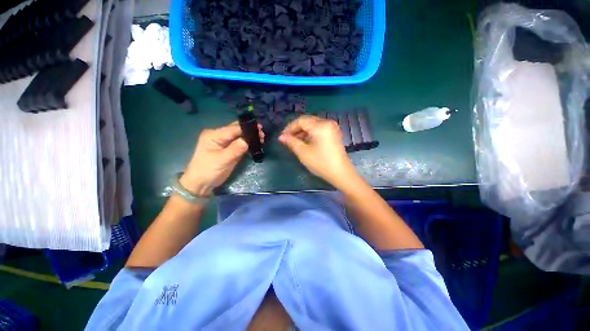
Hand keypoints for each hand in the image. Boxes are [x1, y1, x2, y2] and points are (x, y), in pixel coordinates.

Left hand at [181, 121, 263, 195]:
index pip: (233, 129)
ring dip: (250, 137)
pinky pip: (239, 143)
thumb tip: (248, 140)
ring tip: (262, 139)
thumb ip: (235, 149)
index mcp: (214, 135)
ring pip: (239, 136)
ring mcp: (224, 142)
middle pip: (236, 130)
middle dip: (250, 131)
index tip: (260, 129)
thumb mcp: (222, 160)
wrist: (201, 184)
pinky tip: (256, 143)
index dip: (247, 128)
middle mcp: (219, 136)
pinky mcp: (228, 149)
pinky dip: (248, 143)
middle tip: (263, 134)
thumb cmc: (208, 171)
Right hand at [279, 115, 355, 187]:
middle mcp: (327, 122)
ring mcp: (332, 128)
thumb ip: (291, 142)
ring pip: (313, 125)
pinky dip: (310, 134)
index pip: (301, 121)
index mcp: (320, 126)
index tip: (282, 137)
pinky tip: (305, 142)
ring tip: (294, 142)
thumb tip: (281, 137)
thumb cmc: (321, 163)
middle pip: (307, 121)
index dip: (289, 128)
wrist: (341, 173)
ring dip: (303, 132)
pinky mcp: (334, 134)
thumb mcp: (303, 152)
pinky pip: (319, 129)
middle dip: (296, 129)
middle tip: (287, 139)